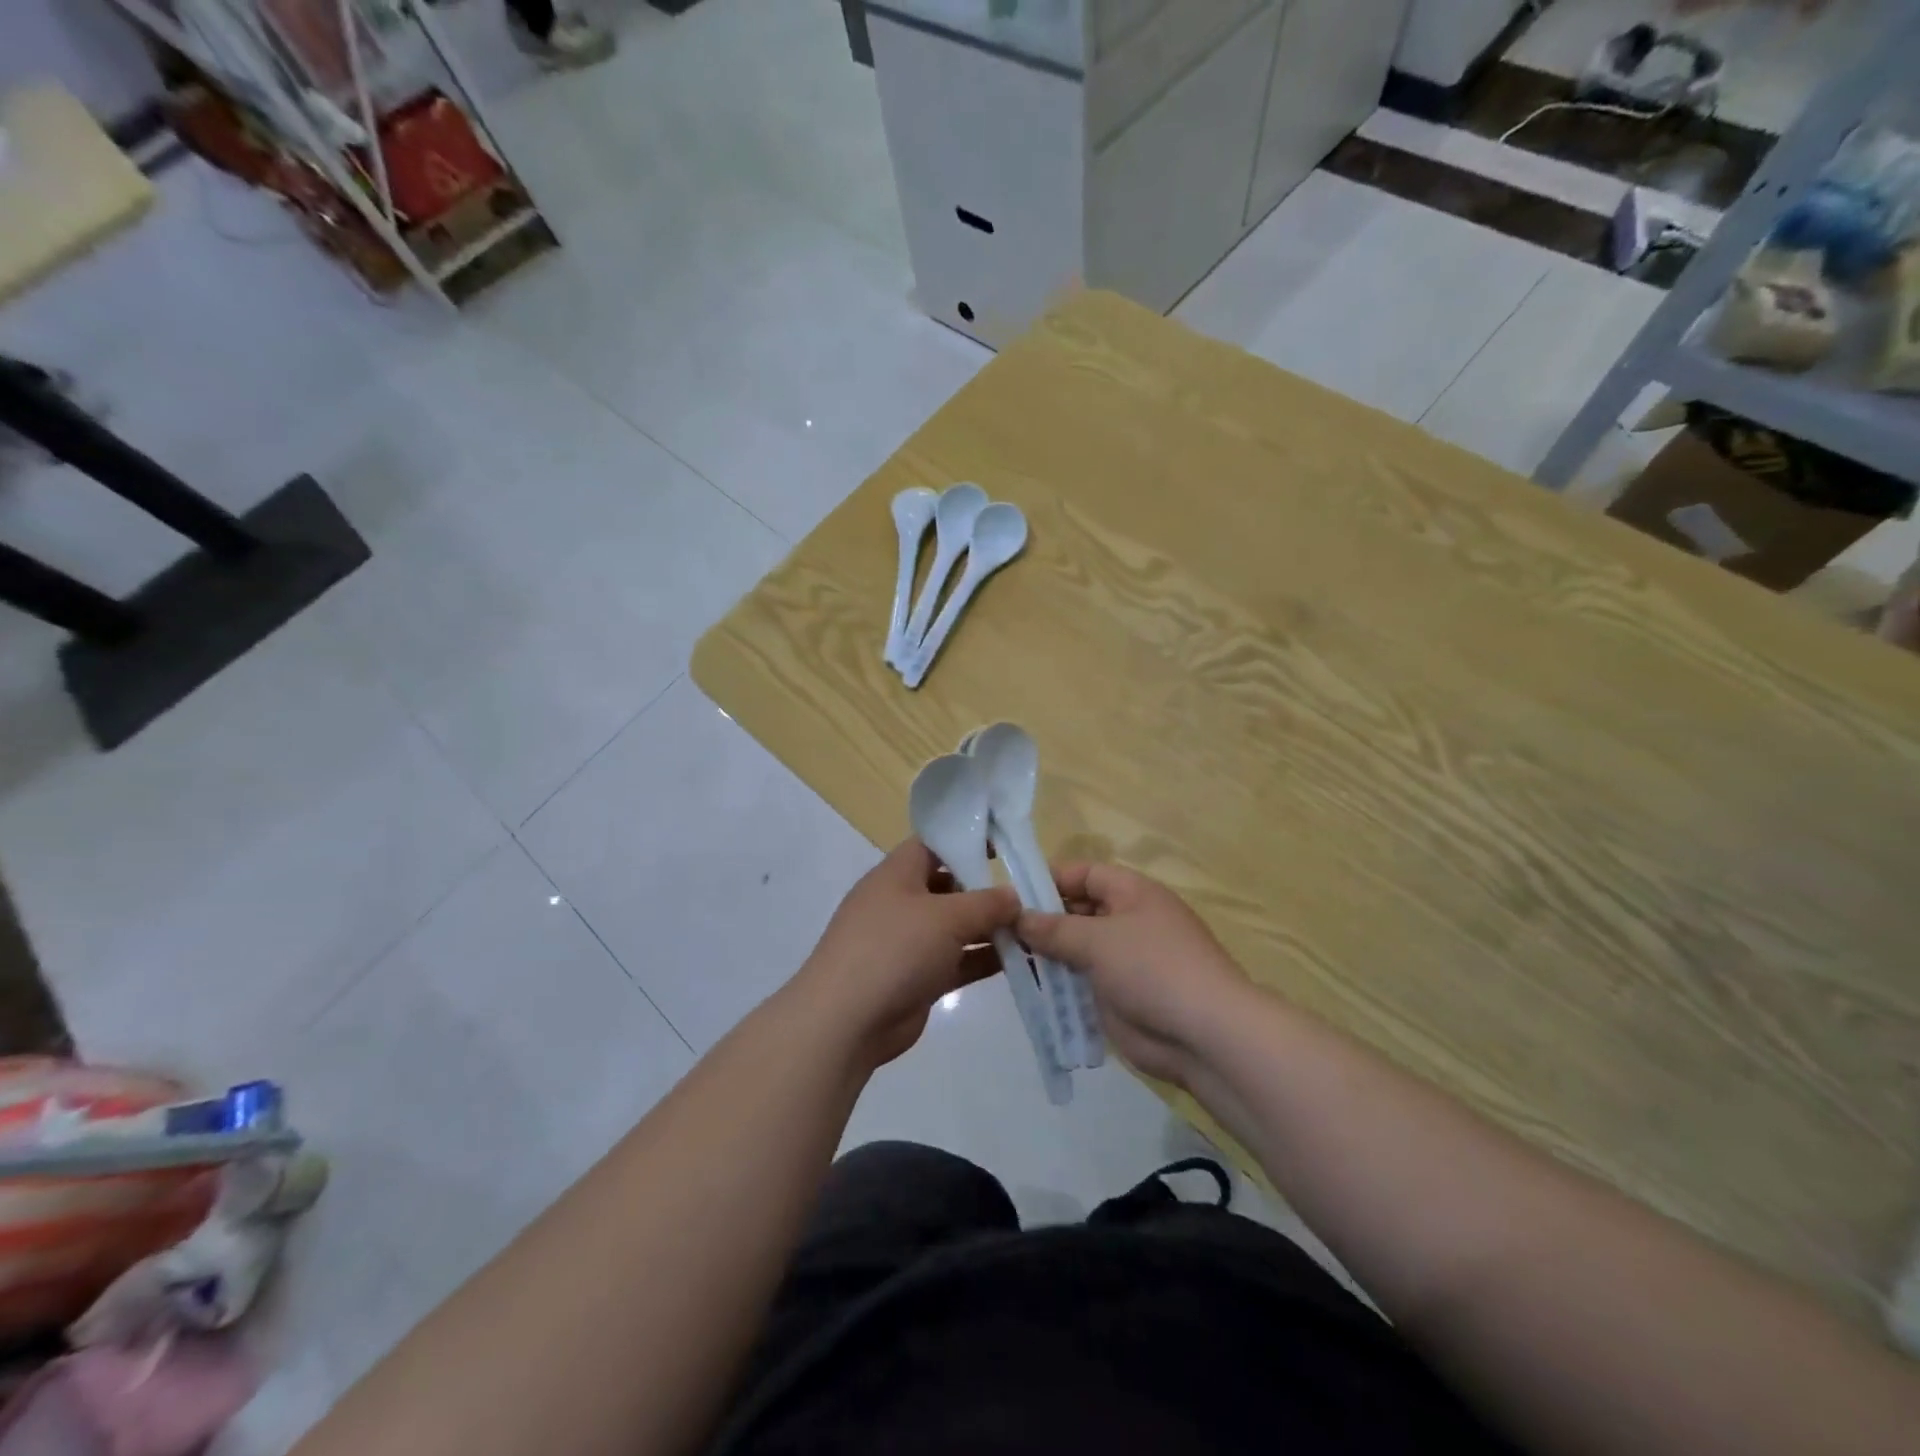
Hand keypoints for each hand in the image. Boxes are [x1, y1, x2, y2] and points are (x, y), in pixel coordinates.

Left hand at [795, 839, 1019, 1069]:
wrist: (847, 1021)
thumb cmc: (894, 949)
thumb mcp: (946, 917)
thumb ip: (986, 903)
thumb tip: (1014, 896)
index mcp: (896, 874)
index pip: (933, 844)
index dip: (966, 840)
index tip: (1004, 846)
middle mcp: (901, 903)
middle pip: (948, 886)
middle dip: (984, 888)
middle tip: (1028, 891)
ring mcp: (907, 942)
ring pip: (955, 926)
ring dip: (989, 927)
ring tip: (1032, 926)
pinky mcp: (917, 978)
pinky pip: (956, 960)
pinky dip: (982, 958)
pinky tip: (1020, 959)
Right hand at [1018, 863, 1252, 1087]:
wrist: (1204, 1035)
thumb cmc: (1152, 968)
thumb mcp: (1098, 940)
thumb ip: (1054, 928)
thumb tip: (1018, 917)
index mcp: (1132, 893)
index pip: (1084, 873)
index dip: (1049, 879)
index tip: (1011, 894)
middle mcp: (1128, 920)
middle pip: (1077, 910)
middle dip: (1042, 919)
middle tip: (999, 931)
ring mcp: (1124, 960)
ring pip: (1075, 948)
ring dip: (1046, 954)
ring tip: (1005, 959)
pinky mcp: (1118, 995)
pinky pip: (1081, 981)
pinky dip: (1058, 983)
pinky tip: (1028, 988)